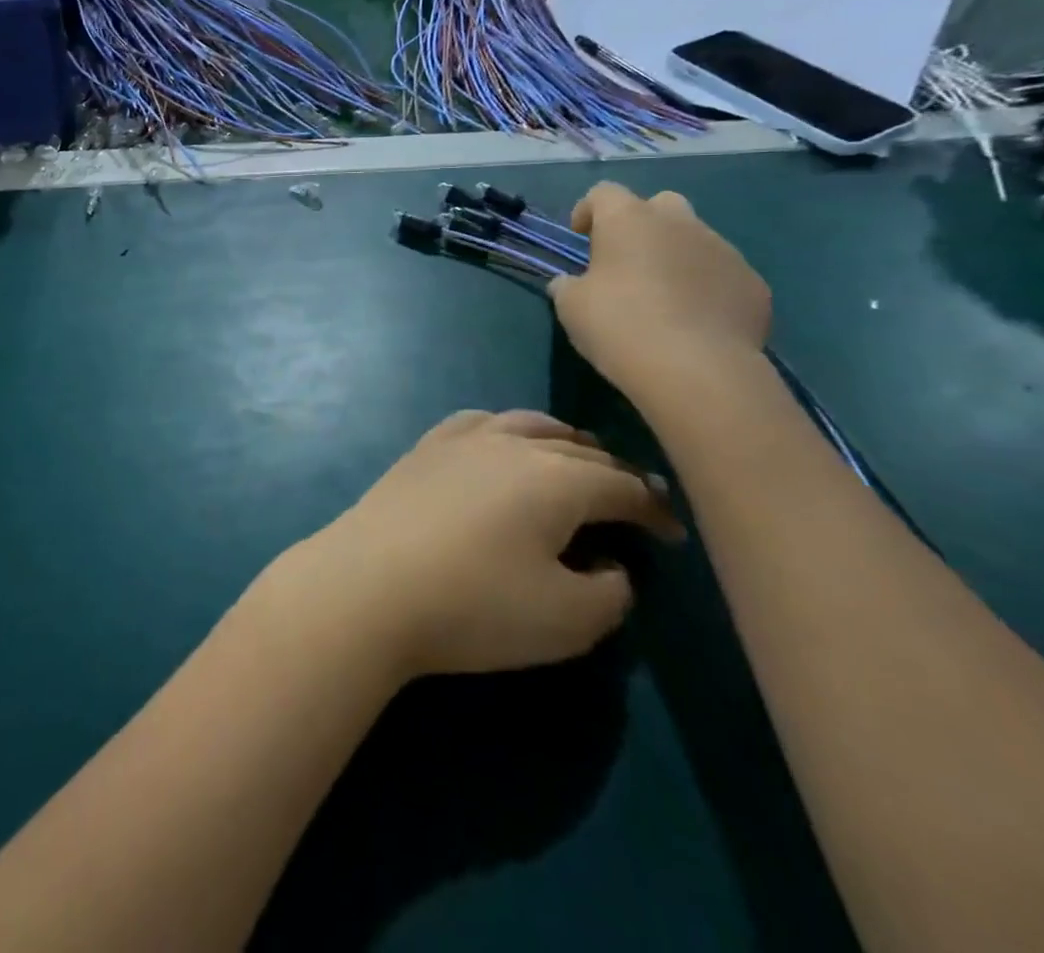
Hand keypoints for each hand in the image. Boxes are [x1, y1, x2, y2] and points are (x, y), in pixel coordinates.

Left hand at [280, 410, 681, 681]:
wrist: (369, 585)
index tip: (673, 533)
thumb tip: (611, 566)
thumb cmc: (474, 605)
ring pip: (528, 424)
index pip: (622, 485)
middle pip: (577, 449)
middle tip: (629, 500)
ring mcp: (462, 439)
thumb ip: (610, 593)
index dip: (654, 509)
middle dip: (612, 473)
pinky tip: (500, 443)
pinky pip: (478, 422)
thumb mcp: (567, 620)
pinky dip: (506, 429)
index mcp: (557, 479)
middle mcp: (513, 444)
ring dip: (561, 442)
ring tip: (575, 459)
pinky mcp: (424, 448)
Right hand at [549, 183, 770, 403]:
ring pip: (695, 239)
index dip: (588, 210)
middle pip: (659, 204)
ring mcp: (723, 250)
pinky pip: (723, 275)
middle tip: (627, 261)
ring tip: (663, 297)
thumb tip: (570, 283)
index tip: (581, 236)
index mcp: (629, 220)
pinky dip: (707, 287)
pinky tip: (696, 321)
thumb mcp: (571, 307)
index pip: (604, 193)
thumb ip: (568, 286)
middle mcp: (679, 223)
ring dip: (676, 256)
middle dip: (642, 224)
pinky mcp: (753, 284)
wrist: (698, 371)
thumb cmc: (620, 326)